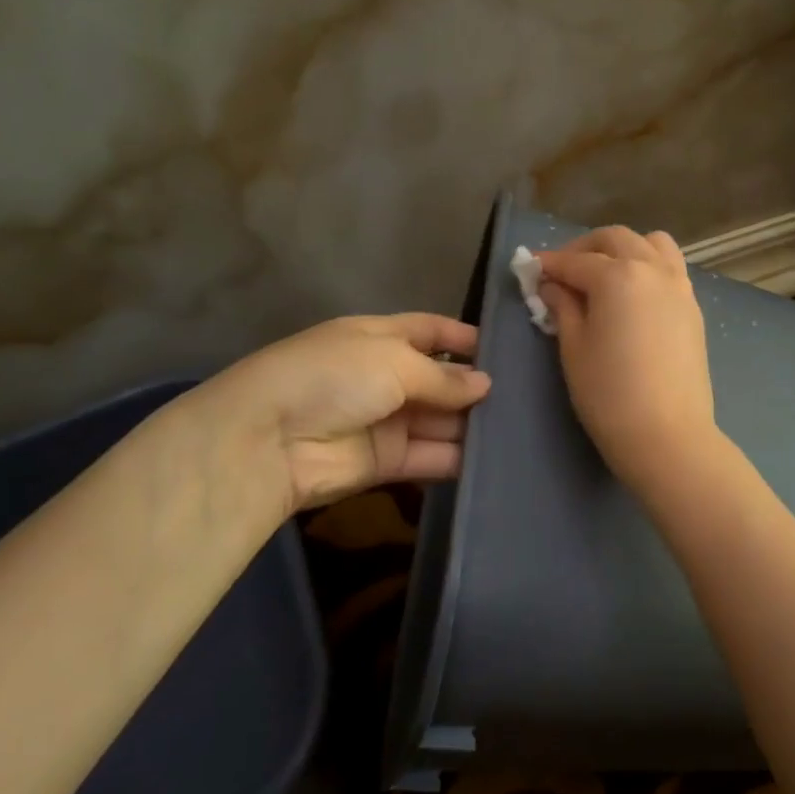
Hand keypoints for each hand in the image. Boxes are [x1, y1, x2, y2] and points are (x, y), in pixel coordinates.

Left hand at [177, 313, 490, 524]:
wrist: (268, 441)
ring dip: (472, 424)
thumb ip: (444, 377)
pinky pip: (430, 457)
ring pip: (439, 421)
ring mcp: (385, 420)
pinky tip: (496, 459)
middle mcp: (384, 376)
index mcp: (378, 337)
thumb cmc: (334, 378)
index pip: (429, 331)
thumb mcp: (394, 361)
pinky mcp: (386, 462)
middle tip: (527, 397)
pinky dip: (458, 459)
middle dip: (475, 387)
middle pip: (440, 380)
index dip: (463, 337)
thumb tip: (485, 384)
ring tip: (521, 429)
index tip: (505, 348)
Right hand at [536, 227, 715, 490]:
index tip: (530, 270)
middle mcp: (653, 269)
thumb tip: (554, 286)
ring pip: (652, 244)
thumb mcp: (574, 349)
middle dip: (585, 249)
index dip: (549, 264)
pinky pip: (670, 269)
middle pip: (616, 239)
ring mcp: (679, 287)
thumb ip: (564, 308)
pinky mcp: (693, 308)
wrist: (668, 435)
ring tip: (604, 275)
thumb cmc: (609, 394)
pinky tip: (632, 296)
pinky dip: (648, 266)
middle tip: (563, 273)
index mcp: (619, 275)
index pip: (576, 261)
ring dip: (624, 249)